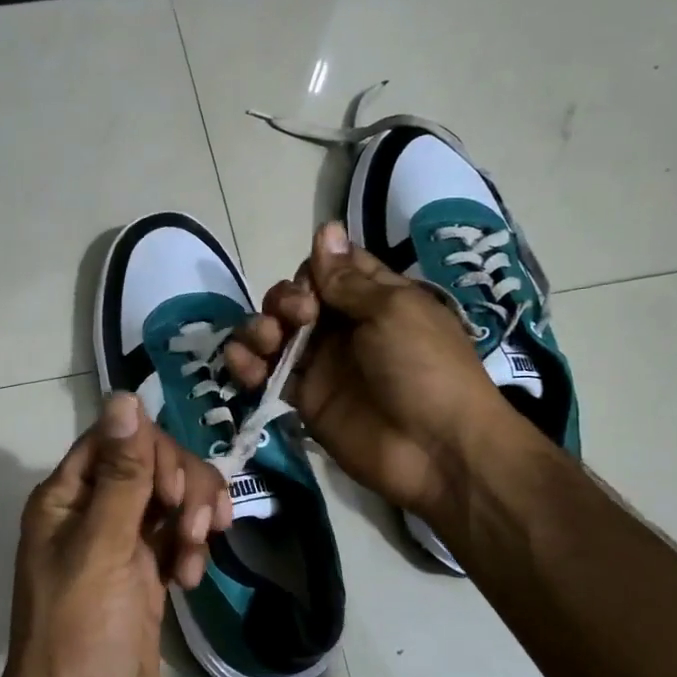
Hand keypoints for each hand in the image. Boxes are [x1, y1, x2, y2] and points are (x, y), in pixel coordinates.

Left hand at [0, 392, 230, 676]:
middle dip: (184, 488)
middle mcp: (92, 511)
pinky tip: (193, 578)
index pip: (117, 439)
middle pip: (151, 463)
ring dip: (195, 518)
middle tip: (199, 528)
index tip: (176, 494)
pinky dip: (193, 547)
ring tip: (197, 558)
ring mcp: (121, 542)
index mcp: (66, 497)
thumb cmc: (81, 636)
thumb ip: (121, 475)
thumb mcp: (101, 550)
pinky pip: (179, 535)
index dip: (154, 453)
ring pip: (172, 498)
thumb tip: (124, 396)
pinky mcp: (147, 572)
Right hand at [224, 222, 508, 519]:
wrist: (436, 449)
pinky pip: (267, 374)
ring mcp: (323, 365)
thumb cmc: (424, 367)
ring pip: (275, 334)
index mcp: (374, 299)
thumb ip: (349, 278)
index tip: (314, 286)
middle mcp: (345, 328)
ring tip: (267, 340)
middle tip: (299, 317)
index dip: (313, 270)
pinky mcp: (305, 399)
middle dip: (285, 300)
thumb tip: (325, 228)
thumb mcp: (393, 311)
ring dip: (259, 328)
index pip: (331, 269)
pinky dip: (246, 365)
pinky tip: (239, 362)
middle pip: (296, 298)